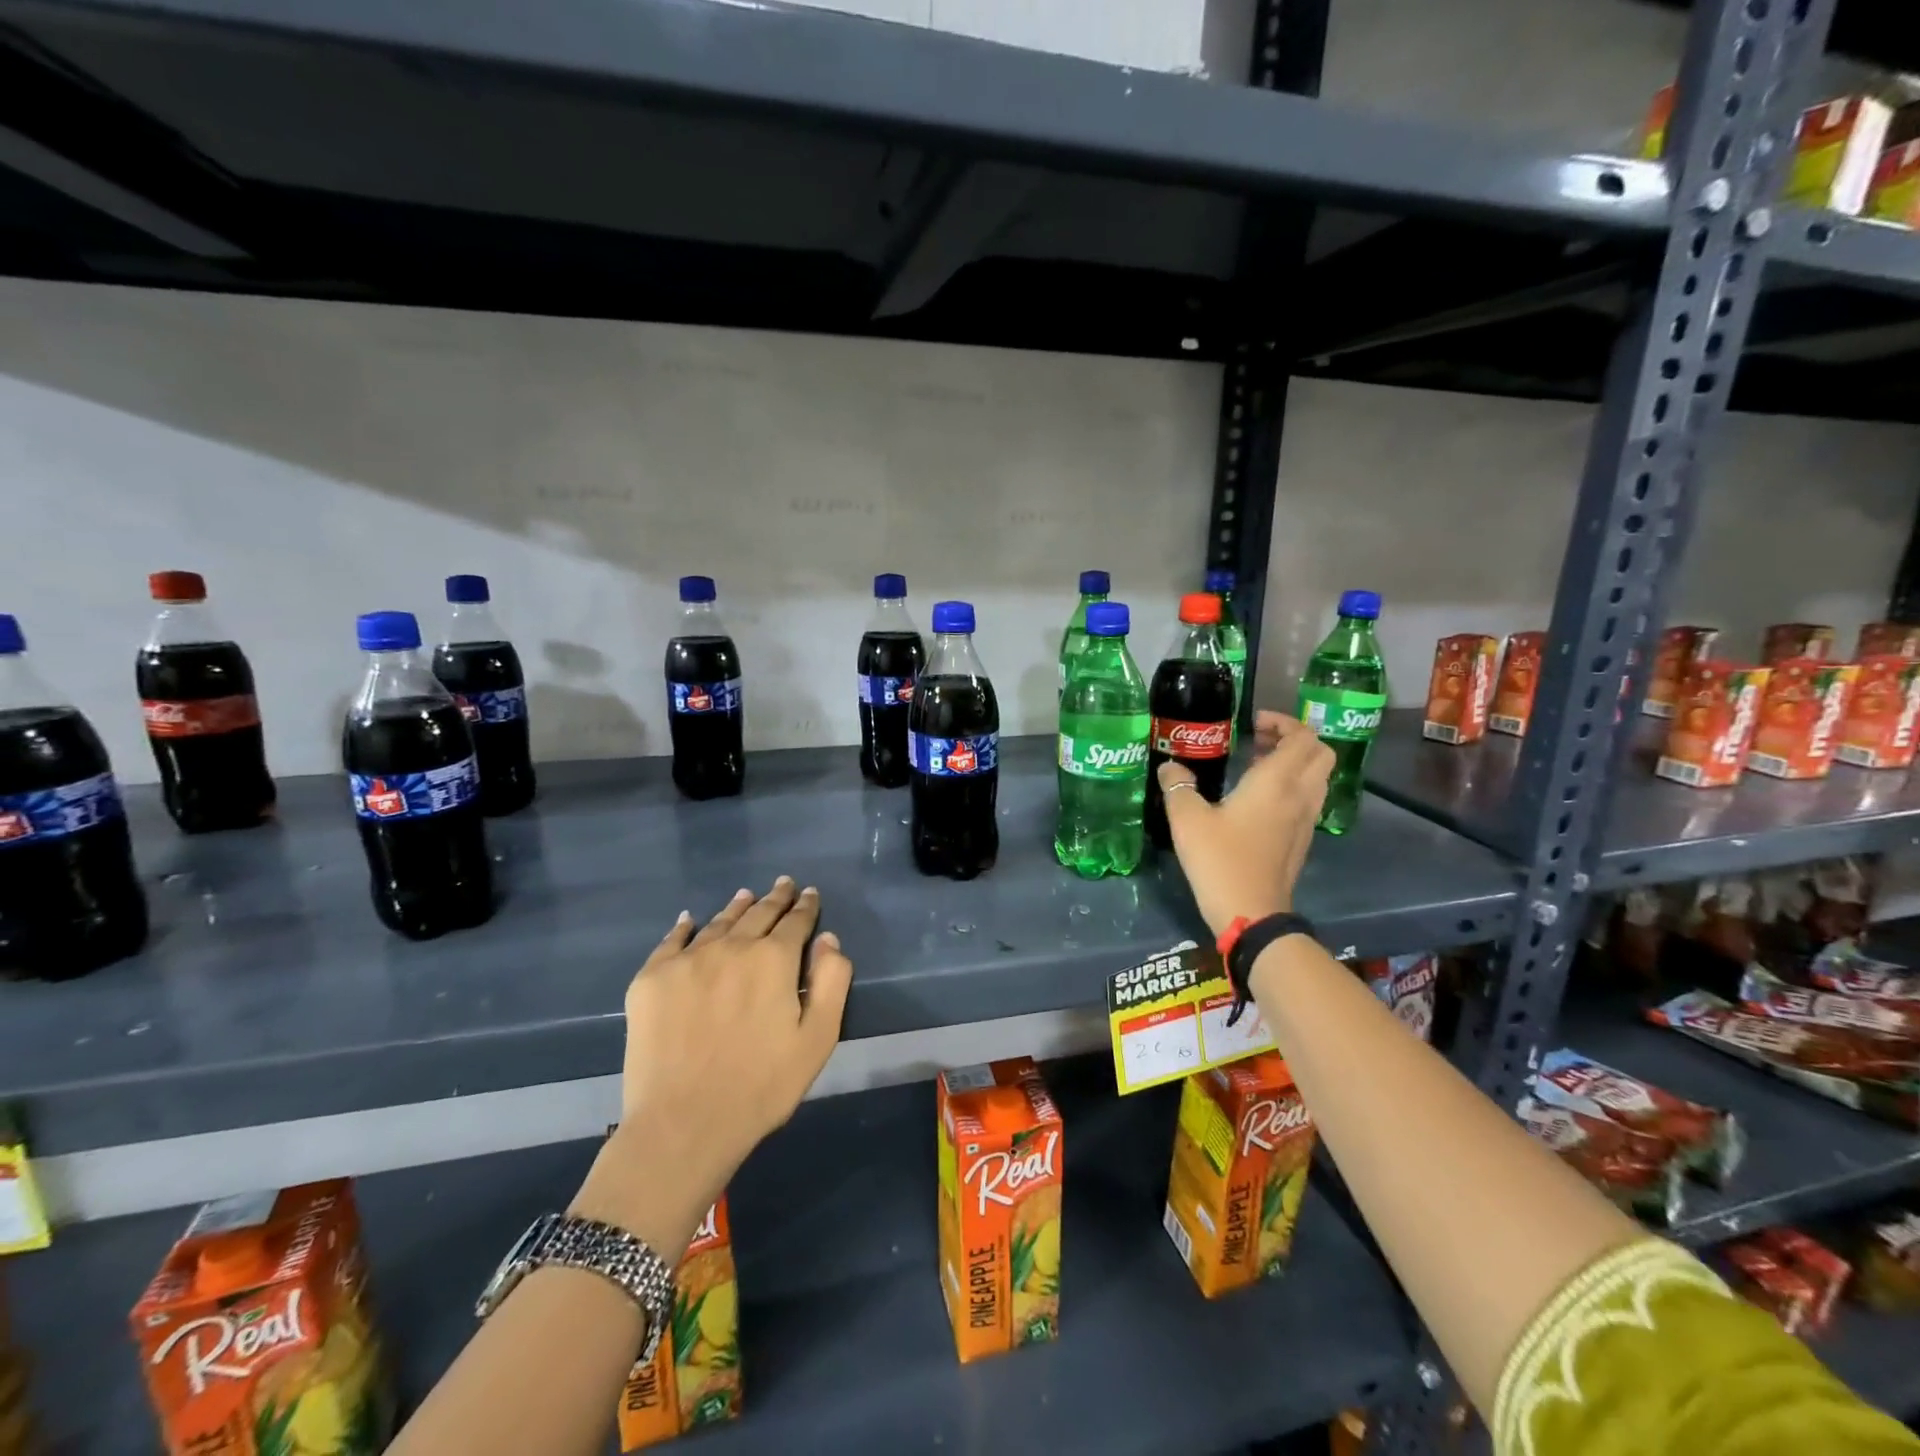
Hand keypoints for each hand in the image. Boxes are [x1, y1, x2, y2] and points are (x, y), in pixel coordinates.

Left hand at [572, 878, 852, 1256]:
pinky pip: (671, 941)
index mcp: (773, 959)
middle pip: (758, 914)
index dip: (806, 907)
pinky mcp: (651, 980)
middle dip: (775, 898)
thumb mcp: (818, 1038)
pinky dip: (684, 927)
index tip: (810, 894)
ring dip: (737, 907)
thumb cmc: (762, 1086)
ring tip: (746, 895)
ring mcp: (687, 960)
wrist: (682, 1125)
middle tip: (783, 884)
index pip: (795, 922)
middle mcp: (731, 947)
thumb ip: (831, 982)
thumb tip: (828, 940)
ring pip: (718, 922)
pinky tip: (689, 920)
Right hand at [1157, 711, 1331, 936]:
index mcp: (1277, 782)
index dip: (1283, 722)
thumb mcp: (1187, 819)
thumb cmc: (1219, 859)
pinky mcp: (1302, 841)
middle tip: (1259, 741)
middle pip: (1320, 753)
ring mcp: (1305, 820)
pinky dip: (1293, 787)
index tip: (1253, 724)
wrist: (1251, 913)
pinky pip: (1308, 800)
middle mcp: (1300, 795)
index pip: (1303, 737)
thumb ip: (1178, 785)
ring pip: (1317, 777)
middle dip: (1294, 739)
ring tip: (1257, 766)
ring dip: (1295, 763)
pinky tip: (1259, 800)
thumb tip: (1170, 766)